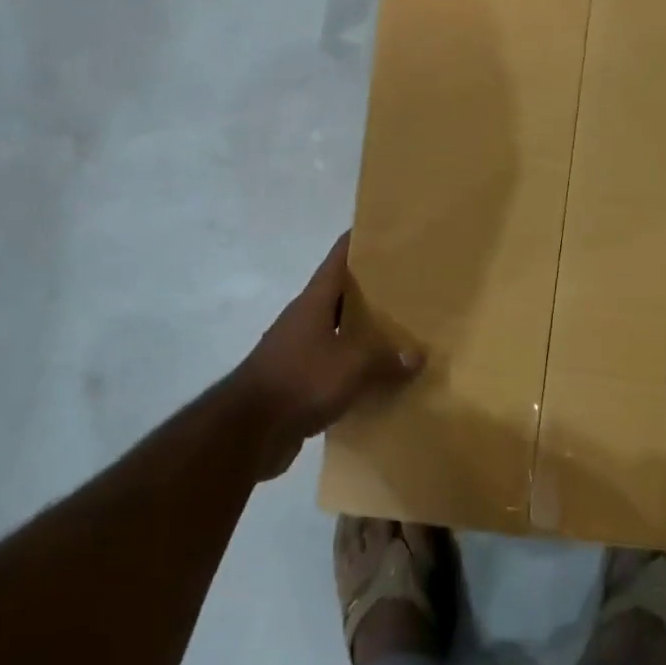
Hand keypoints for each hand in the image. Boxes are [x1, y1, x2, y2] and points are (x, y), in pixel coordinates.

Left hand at [234, 233, 423, 478]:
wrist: (248, 432)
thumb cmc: (300, 380)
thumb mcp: (353, 364)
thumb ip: (387, 358)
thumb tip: (417, 356)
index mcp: (314, 301)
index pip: (339, 257)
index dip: (361, 241)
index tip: (389, 232)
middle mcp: (305, 319)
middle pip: (342, 295)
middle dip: (374, 290)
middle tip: (412, 287)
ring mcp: (299, 351)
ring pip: (340, 333)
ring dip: (366, 334)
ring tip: (405, 333)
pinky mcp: (299, 383)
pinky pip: (336, 368)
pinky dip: (357, 371)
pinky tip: (383, 380)